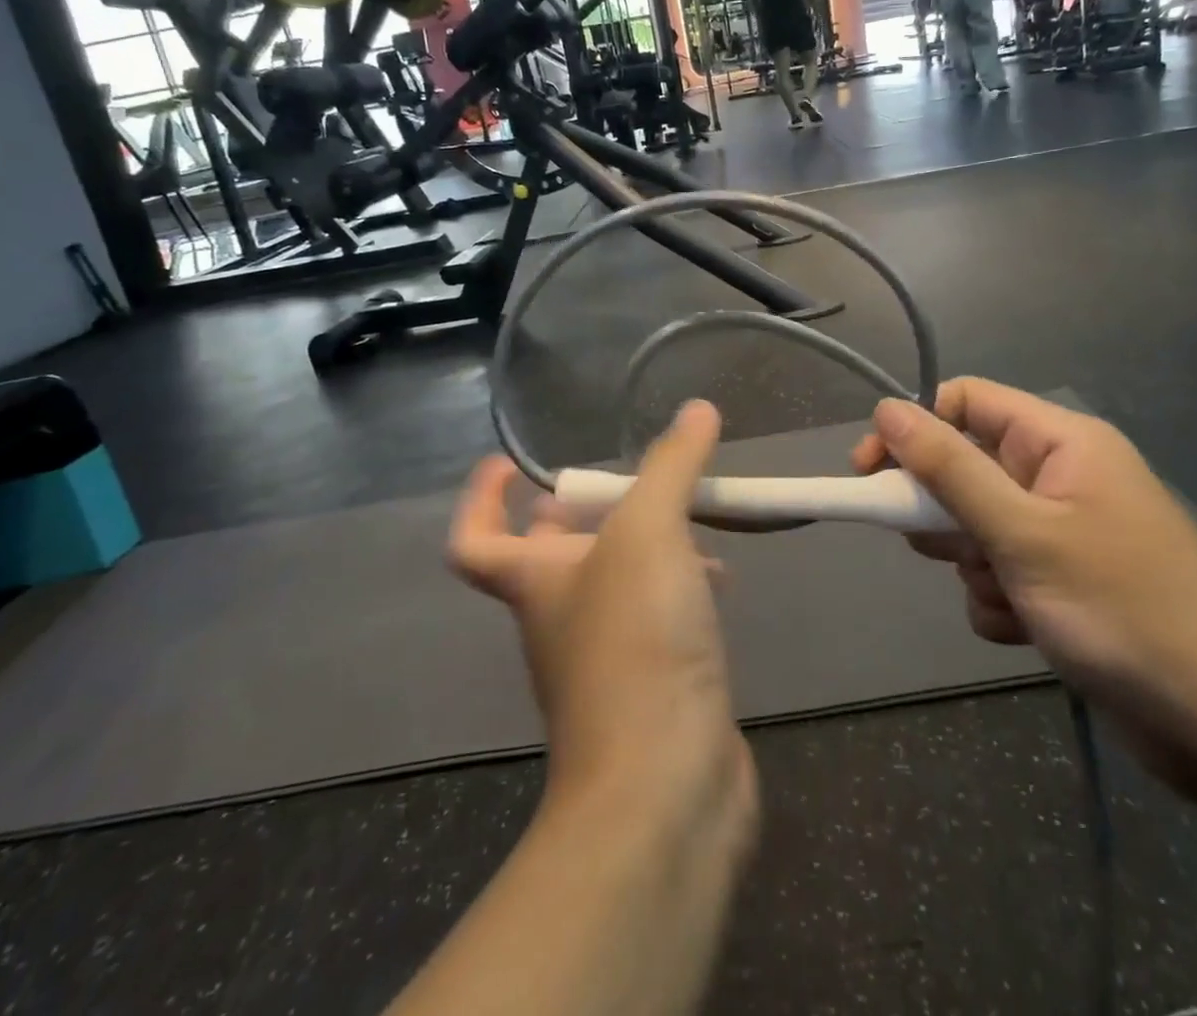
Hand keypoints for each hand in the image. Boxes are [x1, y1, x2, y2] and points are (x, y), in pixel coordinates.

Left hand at [451, 402, 757, 842]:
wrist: (664, 787)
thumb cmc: (635, 646)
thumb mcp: (650, 533)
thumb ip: (672, 466)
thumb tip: (698, 409)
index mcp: (535, 581)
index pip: (475, 539)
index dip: (481, 497)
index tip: (512, 462)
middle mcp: (560, 618)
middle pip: (553, 554)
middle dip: (588, 512)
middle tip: (635, 481)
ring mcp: (605, 657)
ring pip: (614, 583)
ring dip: (647, 546)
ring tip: (698, 519)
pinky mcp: (652, 686)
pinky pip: (656, 619)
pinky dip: (680, 590)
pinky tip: (721, 582)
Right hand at [853, 380, 1196, 800]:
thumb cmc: (1123, 611)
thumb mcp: (1022, 534)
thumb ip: (949, 469)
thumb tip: (886, 409)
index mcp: (1061, 444)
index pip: (967, 403)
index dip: (914, 429)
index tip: (870, 473)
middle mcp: (1060, 477)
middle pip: (965, 466)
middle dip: (945, 512)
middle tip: (942, 547)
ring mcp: (1063, 531)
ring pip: (976, 525)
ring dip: (973, 564)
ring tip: (1007, 598)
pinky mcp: (1064, 581)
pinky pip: (999, 571)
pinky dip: (997, 598)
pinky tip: (1024, 629)